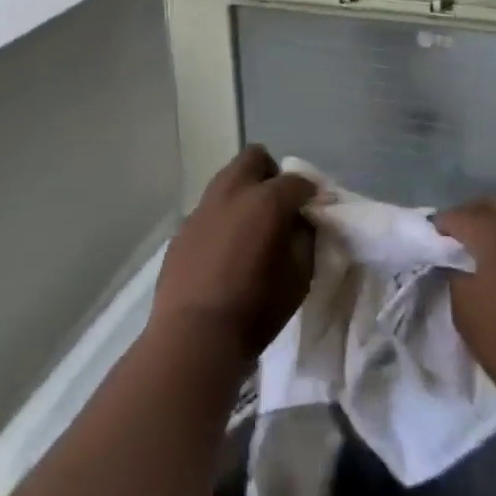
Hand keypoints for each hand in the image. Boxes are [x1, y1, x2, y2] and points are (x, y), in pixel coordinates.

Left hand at [151, 146, 316, 366]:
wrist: (193, 338)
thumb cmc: (256, 308)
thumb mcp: (300, 276)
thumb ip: (305, 238)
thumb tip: (300, 222)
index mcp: (267, 199)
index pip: (298, 181)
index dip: (310, 193)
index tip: (313, 210)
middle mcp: (233, 192)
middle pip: (255, 157)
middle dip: (270, 174)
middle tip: (278, 205)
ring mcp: (203, 208)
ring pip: (227, 179)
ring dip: (243, 193)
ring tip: (249, 227)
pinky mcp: (182, 229)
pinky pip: (208, 211)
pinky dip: (221, 219)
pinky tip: (223, 250)